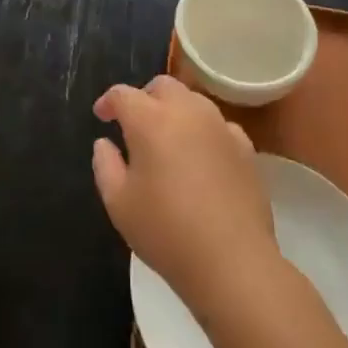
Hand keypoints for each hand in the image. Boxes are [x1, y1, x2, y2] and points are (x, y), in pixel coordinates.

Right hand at [92, 74, 279, 316]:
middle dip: (144, 97)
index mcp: (150, 120)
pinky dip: (203, 132)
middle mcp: (187, 111)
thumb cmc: (166, 231)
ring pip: (193, 101)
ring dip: (175, 110)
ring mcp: (220, 126)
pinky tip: (201, 158)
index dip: (108, 102)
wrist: (232, 262)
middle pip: (162, 86)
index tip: (102, 116)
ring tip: (167, 139)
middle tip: (134, 124)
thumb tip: (105, 143)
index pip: (123, 94)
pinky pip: (218, 126)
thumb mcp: (118, 203)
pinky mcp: (245, 147)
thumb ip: (105, 165)